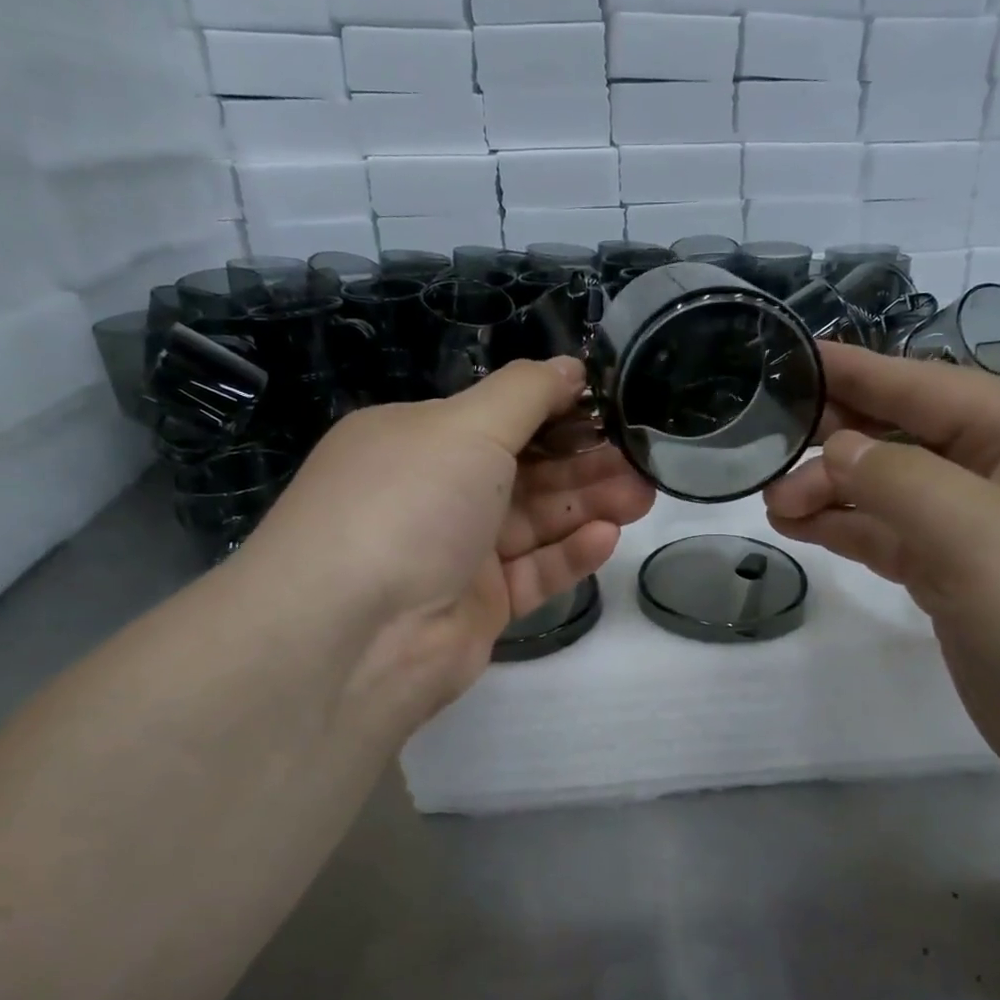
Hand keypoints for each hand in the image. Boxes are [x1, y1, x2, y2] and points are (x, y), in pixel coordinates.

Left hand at [239, 357, 654, 745]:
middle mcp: (433, 494)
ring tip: (642, 494)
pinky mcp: (478, 607)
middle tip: (642, 458)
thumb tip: (569, 365)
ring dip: (588, 504)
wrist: (356, 634)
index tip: (610, 404)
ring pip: (534, 522)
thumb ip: (526, 393)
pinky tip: (607, 536)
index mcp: (415, 440)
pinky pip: (532, 573)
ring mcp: (455, 554)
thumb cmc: (409, 502)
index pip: (496, 416)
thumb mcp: (466, 425)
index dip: (554, 409)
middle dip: (583, 461)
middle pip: (522, 470)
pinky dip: (568, 554)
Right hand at [764, 344, 999, 806]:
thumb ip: (901, 481)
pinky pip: (894, 538)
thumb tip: (838, 450)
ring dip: (834, 491)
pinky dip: (849, 530)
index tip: (794, 356)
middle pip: (906, 437)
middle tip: (766, 449)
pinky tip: (803, 528)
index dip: (861, 371)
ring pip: (892, 491)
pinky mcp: (962, 581)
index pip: (931, 388)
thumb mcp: (983, 539)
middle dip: (837, 440)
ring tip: (772, 501)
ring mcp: (985, 532)